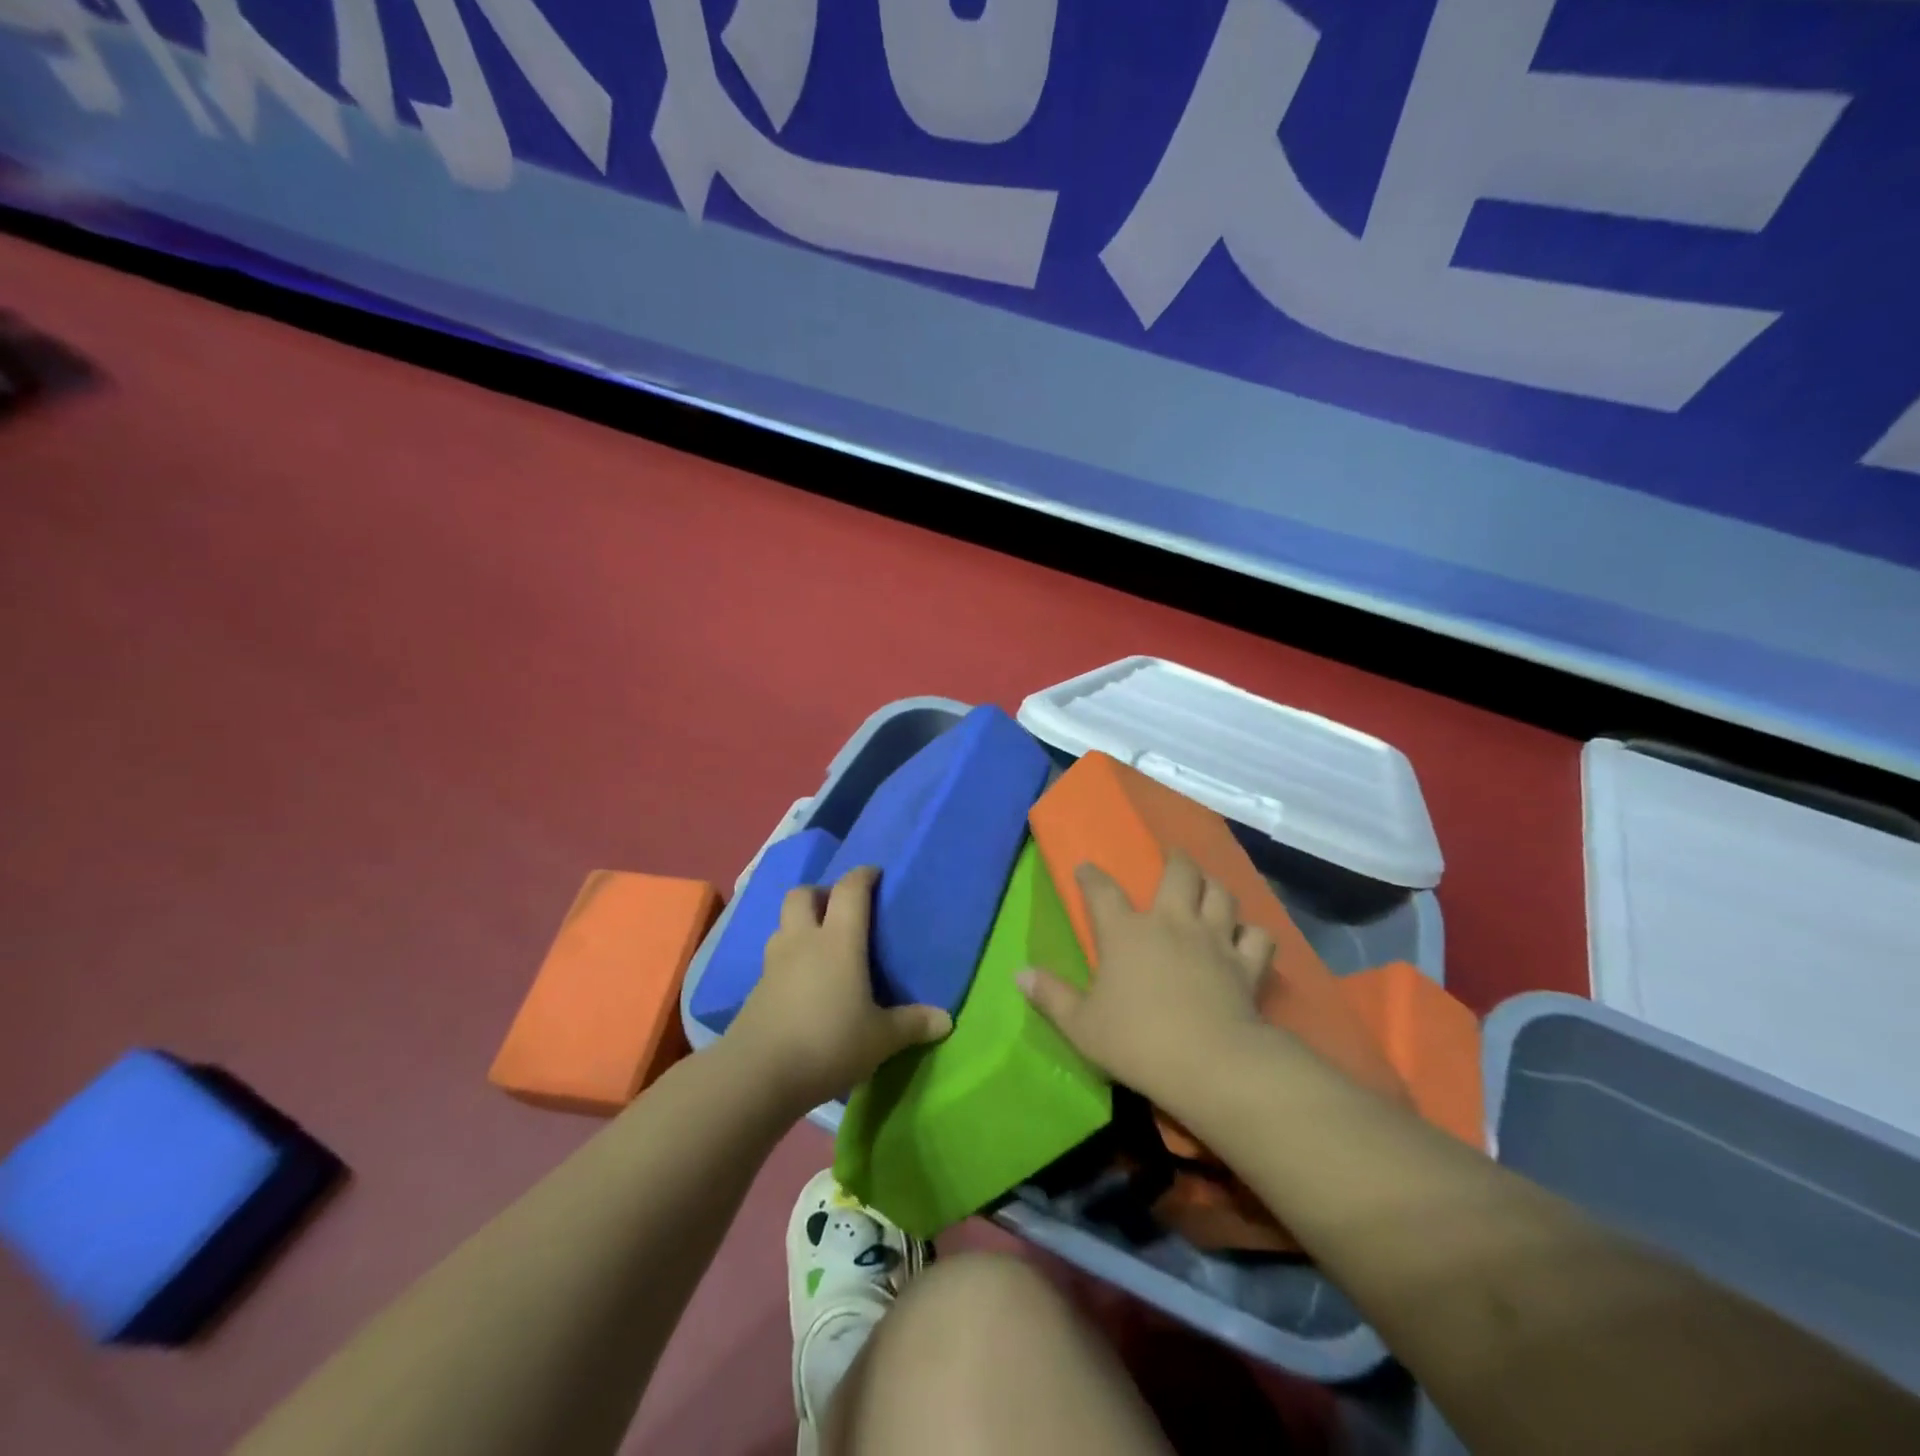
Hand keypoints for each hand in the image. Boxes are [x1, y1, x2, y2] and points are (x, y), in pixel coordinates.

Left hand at [724, 865, 951, 1111]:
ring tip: (820, 946)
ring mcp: (774, 963)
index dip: (863, 876)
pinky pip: (774, 957)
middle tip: (840, 910)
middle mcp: (803, 941)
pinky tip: (802, 983)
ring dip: (800, 924)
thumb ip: (912, 1025)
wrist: (757, 1074)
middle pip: (803, 894)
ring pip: (783, 924)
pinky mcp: (756, 989)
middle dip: (821, 893)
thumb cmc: (828, 1043)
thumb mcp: (880, 1039)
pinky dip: (789, 958)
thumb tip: (946, 1020)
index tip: (875, 874)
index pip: (849, 890)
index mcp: (838, 941)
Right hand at [1018, 854, 1274, 1112]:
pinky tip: (1245, 937)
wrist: (1209, 1063)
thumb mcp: (1081, 1025)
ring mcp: (1214, 939)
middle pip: (1179, 873)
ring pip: (1221, 894)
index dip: (1091, 875)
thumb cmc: (1136, 1041)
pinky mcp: (1247, 964)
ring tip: (1208, 887)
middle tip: (1172, 859)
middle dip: (1175, 861)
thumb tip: (1019, 972)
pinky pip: (1256, 936)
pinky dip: (1251, 932)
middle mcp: (1171, 922)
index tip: (1086, 868)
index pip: (1102, 890)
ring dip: (1213, 886)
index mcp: (1125, 932)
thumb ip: (1051, 996)